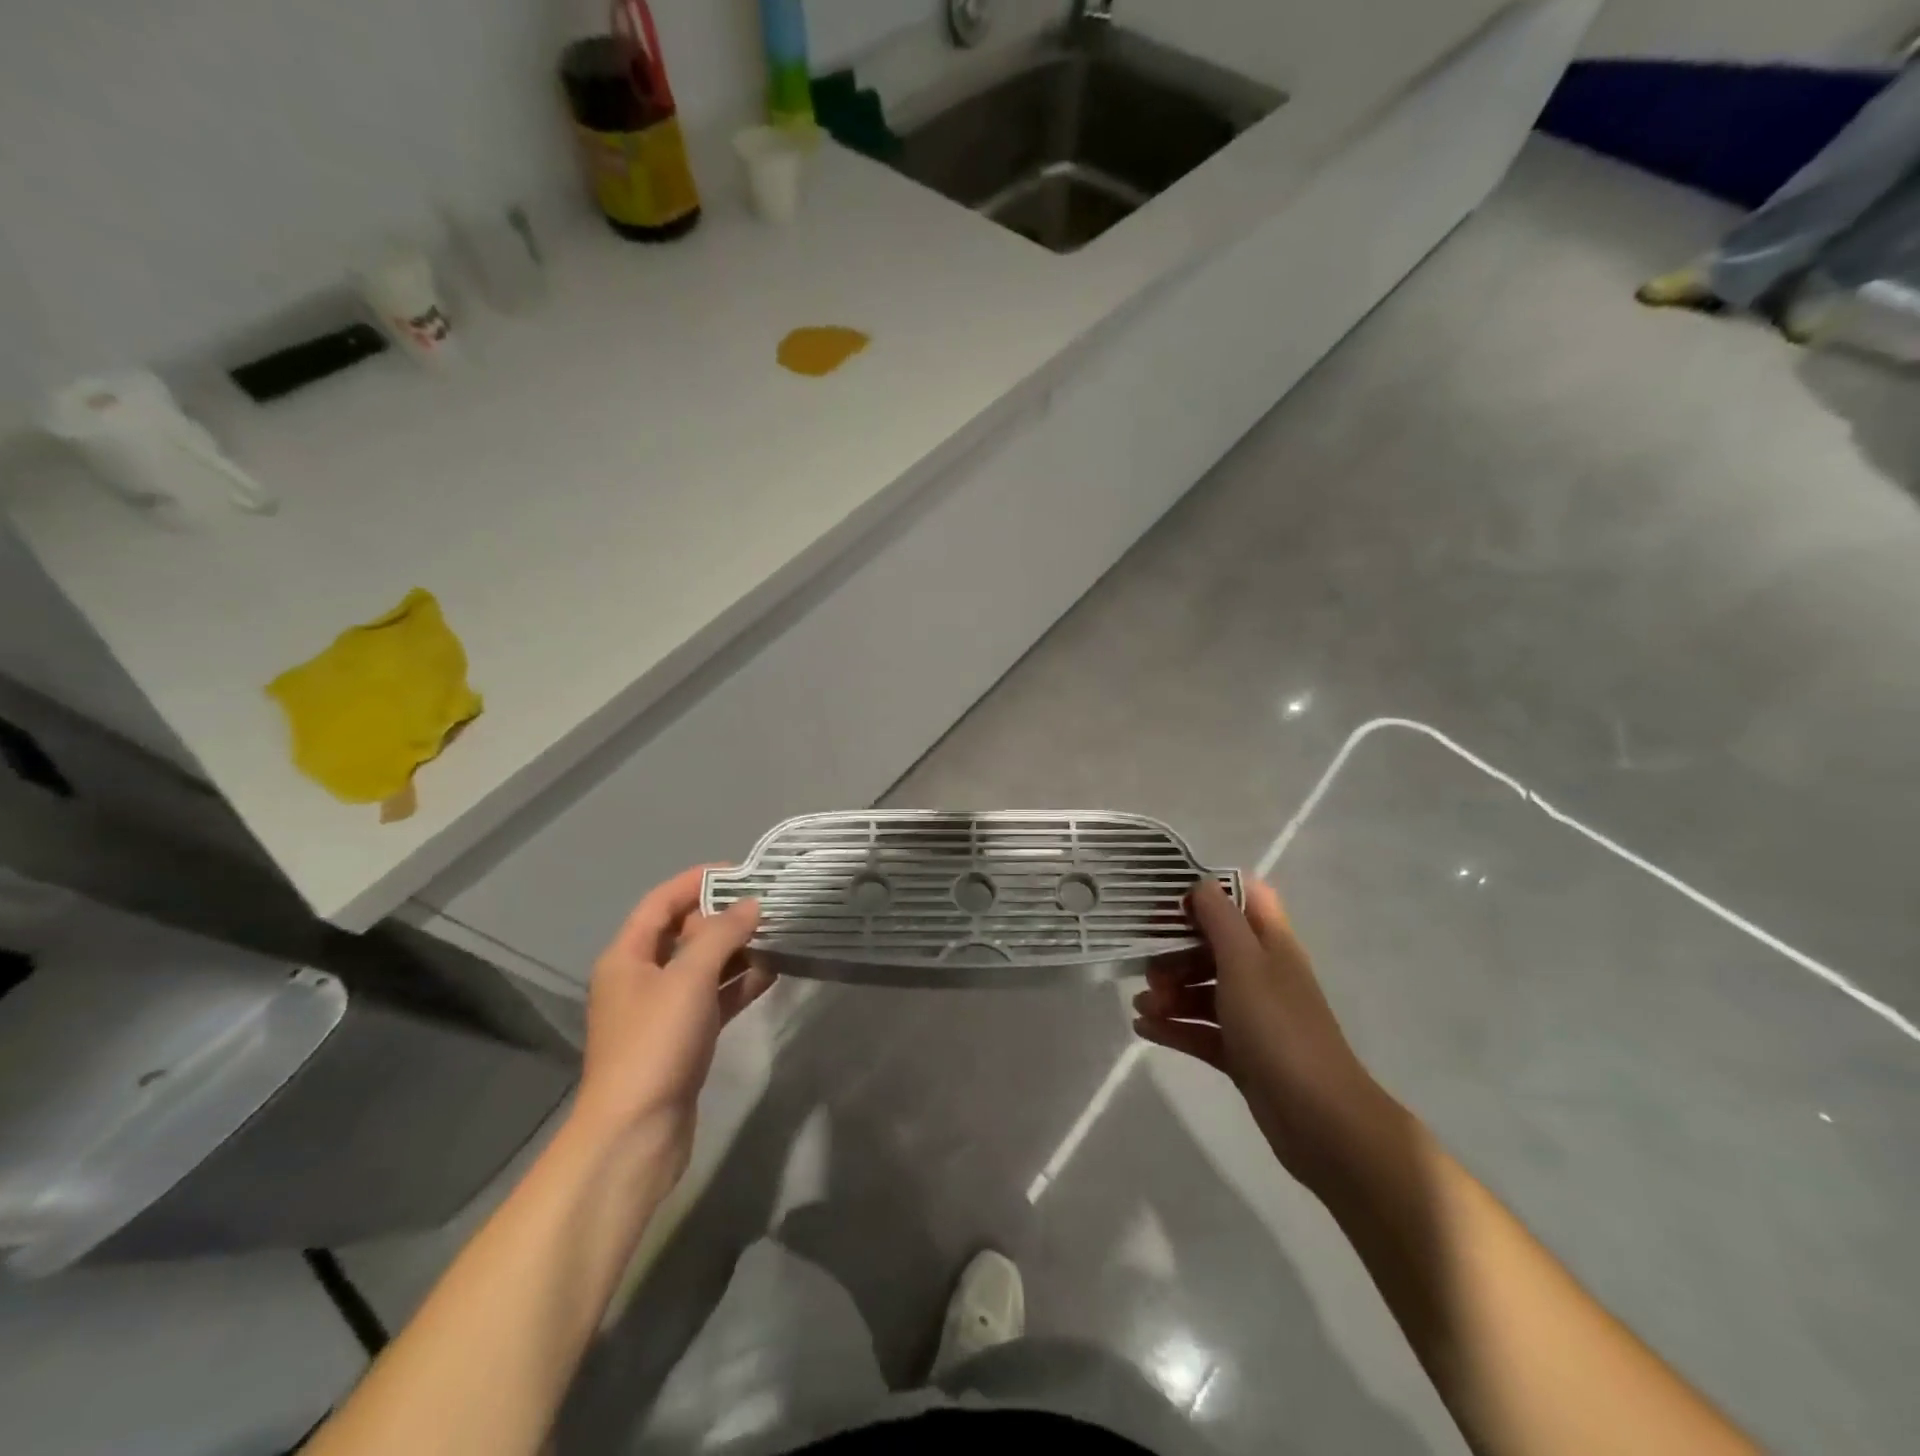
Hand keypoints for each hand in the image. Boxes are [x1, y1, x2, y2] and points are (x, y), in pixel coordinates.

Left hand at [571, 868, 772, 1182]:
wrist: (636, 1134)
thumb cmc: (655, 1044)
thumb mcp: (688, 979)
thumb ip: (721, 935)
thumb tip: (751, 905)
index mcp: (628, 956)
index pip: (662, 901)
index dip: (698, 881)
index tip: (743, 872)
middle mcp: (642, 977)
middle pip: (685, 932)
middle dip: (724, 915)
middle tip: (770, 904)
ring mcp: (664, 1009)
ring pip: (704, 966)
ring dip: (738, 949)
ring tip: (779, 934)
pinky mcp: (685, 1037)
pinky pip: (716, 997)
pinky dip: (740, 983)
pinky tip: (773, 973)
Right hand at [1133, 879, 1403, 1195]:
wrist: (1320, 1119)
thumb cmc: (1278, 1027)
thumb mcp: (1244, 962)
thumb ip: (1220, 919)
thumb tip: (1200, 884)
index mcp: (1270, 944)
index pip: (1245, 898)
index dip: (1209, 893)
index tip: (1169, 904)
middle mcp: (1262, 973)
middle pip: (1213, 946)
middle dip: (1176, 952)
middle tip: (1148, 969)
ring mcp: (1253, 1015)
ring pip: (1203, 989)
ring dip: (1170, 992)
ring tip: (1142, 1005)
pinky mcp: (1242, 1052)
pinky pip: (1201, 1030)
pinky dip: (1174, 1027)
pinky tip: (1143, 1029)